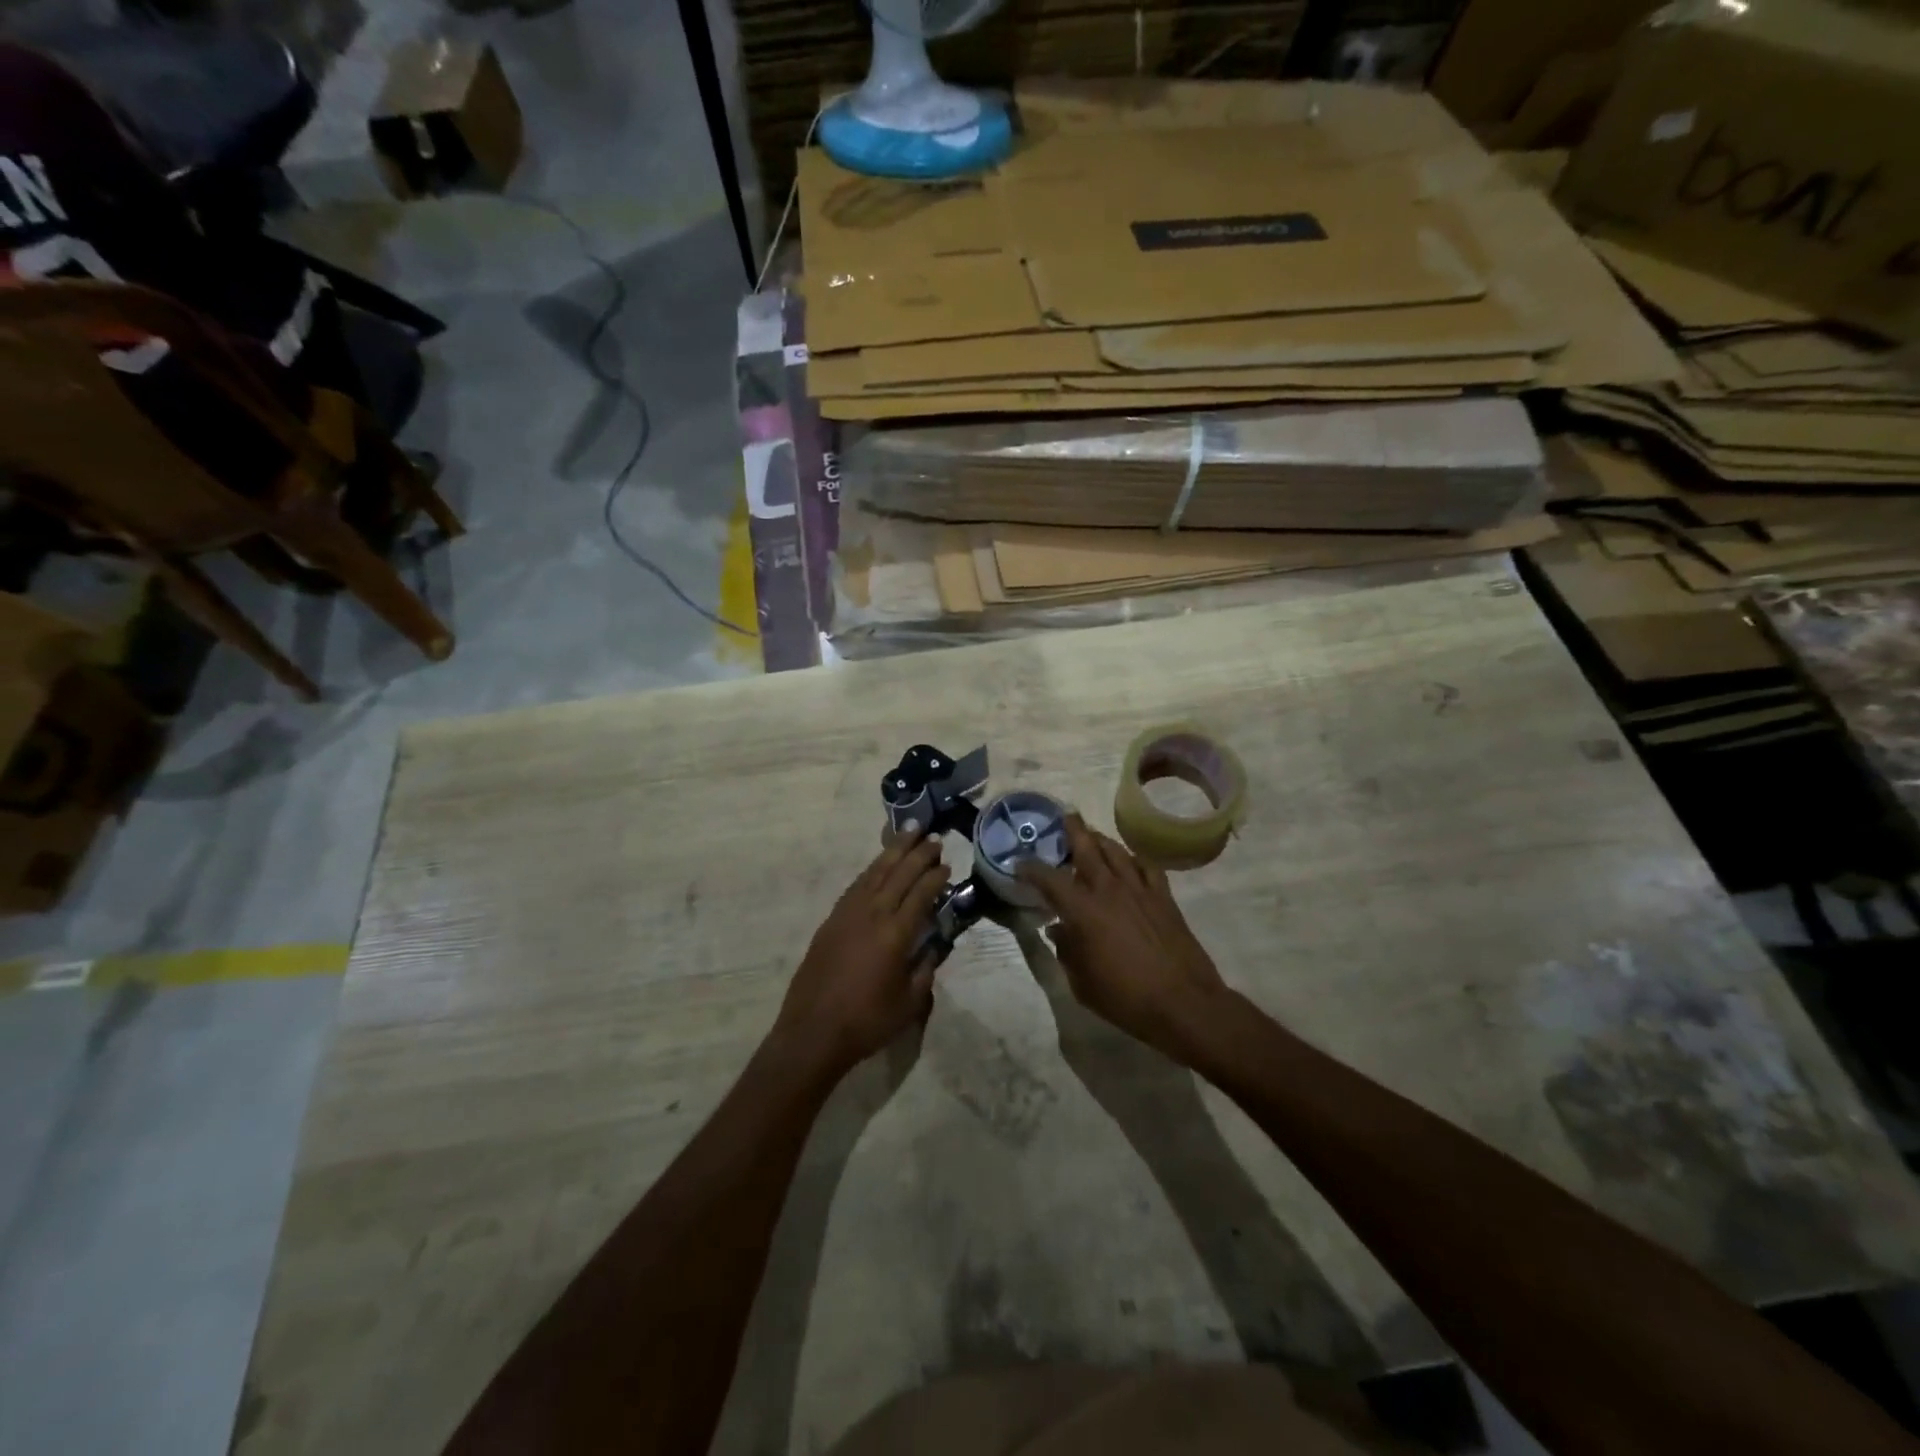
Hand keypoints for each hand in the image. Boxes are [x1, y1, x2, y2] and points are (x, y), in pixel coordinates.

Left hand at [773, 833, 949, 1077]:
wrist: (813, 1032)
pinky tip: (879, 865)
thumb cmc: (867, 1022)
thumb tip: (935, 945)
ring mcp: (848, 914)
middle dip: (919, 854)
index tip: (947, 864)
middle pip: (899, 874)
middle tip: (934, 838)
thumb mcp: (909, 1002)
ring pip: (875, 872)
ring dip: (893, 851)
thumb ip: (926, 969)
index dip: (936, 876)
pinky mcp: (831, 920)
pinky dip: (872, 870)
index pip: (921, 893)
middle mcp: (872, 914)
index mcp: (896, 934)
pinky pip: (856, 885)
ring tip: (908, 833)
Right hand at [1020, 814, 1229, 1061]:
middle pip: (1087, 848)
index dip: (1031, 868)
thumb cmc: (1125, 998)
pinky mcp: (1163, 897)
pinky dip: (1134, 859)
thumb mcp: (1082, 982)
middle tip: (1065, 817)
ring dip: (1101, 840)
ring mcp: (1139, 890)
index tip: (1020, 864)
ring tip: (1093, 836)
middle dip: (1073, 830)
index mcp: (1083, 911)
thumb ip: (1066, 950)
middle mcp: (1109, 890)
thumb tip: (1058, 929)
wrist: (1183, 1003)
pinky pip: (1147, 866)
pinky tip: (1130, 862)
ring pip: (1117, 851)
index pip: (1049, 879)